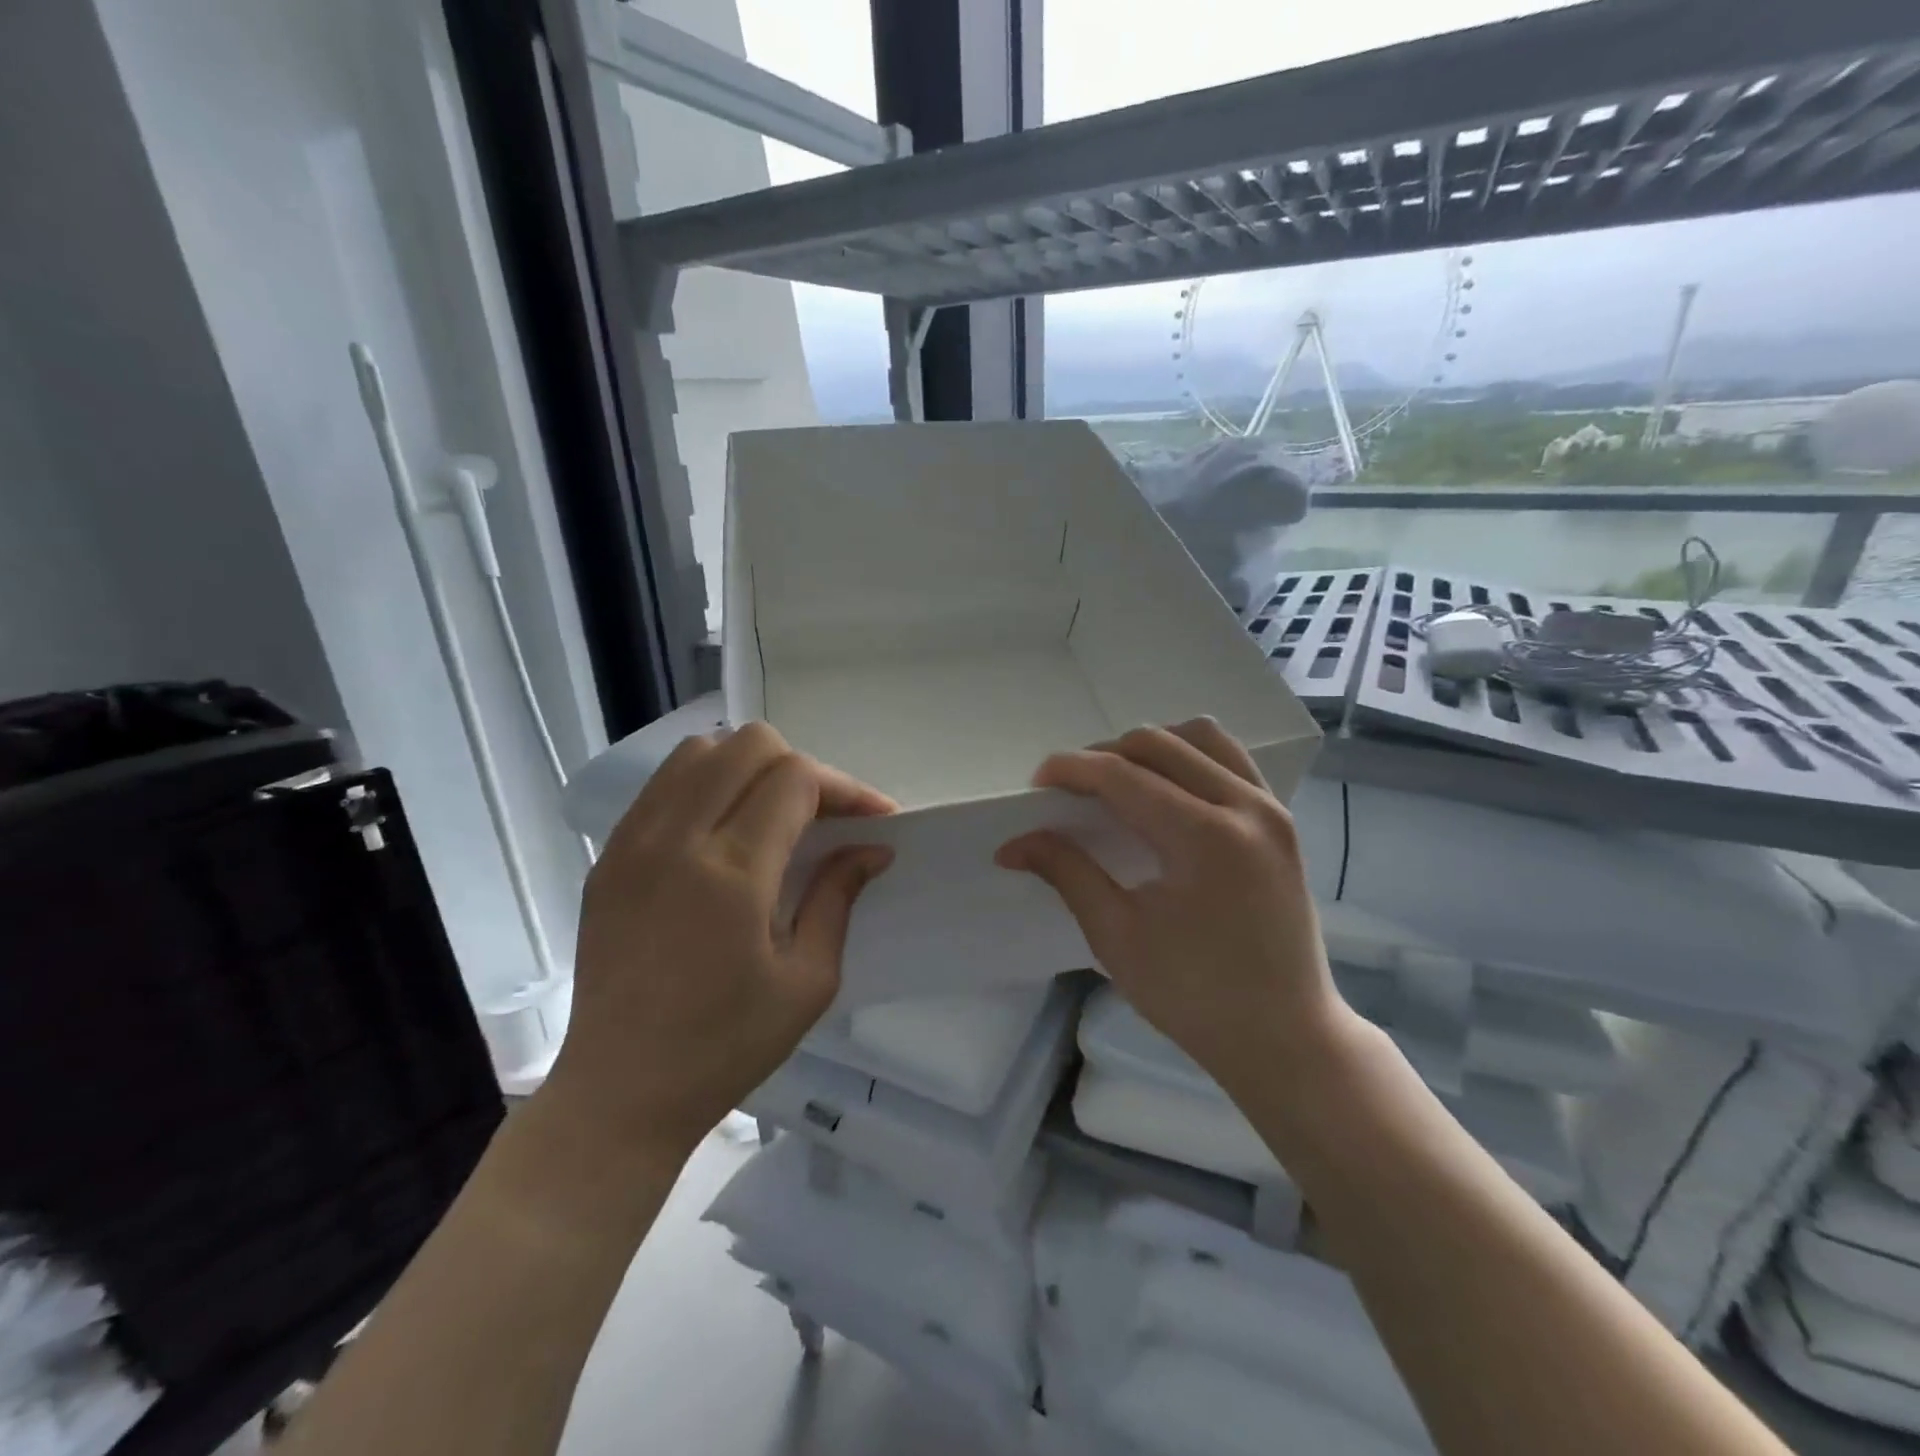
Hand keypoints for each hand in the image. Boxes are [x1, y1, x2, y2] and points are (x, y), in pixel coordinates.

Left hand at [543, 723, 894, 1165]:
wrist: (619, 1092)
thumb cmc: (726, 1045)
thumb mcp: (808, 981)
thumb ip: (838, 897)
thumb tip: (871, 848)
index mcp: (731, 872)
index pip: (795, 779)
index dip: (845, 787)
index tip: (875, 819)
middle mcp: (676, 839)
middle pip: (748, 745)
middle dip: (801, 768)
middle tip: (824, 818)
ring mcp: (633, 842)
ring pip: (700, 751)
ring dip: (749, 768)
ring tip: (774, 815)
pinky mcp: (609, 856)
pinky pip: (663, 785)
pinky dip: (706, 785)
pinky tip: (725, 831)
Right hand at [996, 720, 1349, 1094]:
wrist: (1285, 1037)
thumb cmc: (1194, 996)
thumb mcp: (1117, 936)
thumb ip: (1068, 873)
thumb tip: (1013, 844)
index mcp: (1205, 837)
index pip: (1123, 775)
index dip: (1072, 769)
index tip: (1036, 782)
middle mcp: (1245, 806)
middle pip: (1159, 744)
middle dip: (1104, 755)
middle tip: (1071, 790)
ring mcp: (1272, 810)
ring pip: (1201, 738)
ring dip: (1151, 749)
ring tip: (1120, 783)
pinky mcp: (1283, 822)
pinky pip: (1231, 761)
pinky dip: (1190, 759)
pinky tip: (1166, 793)